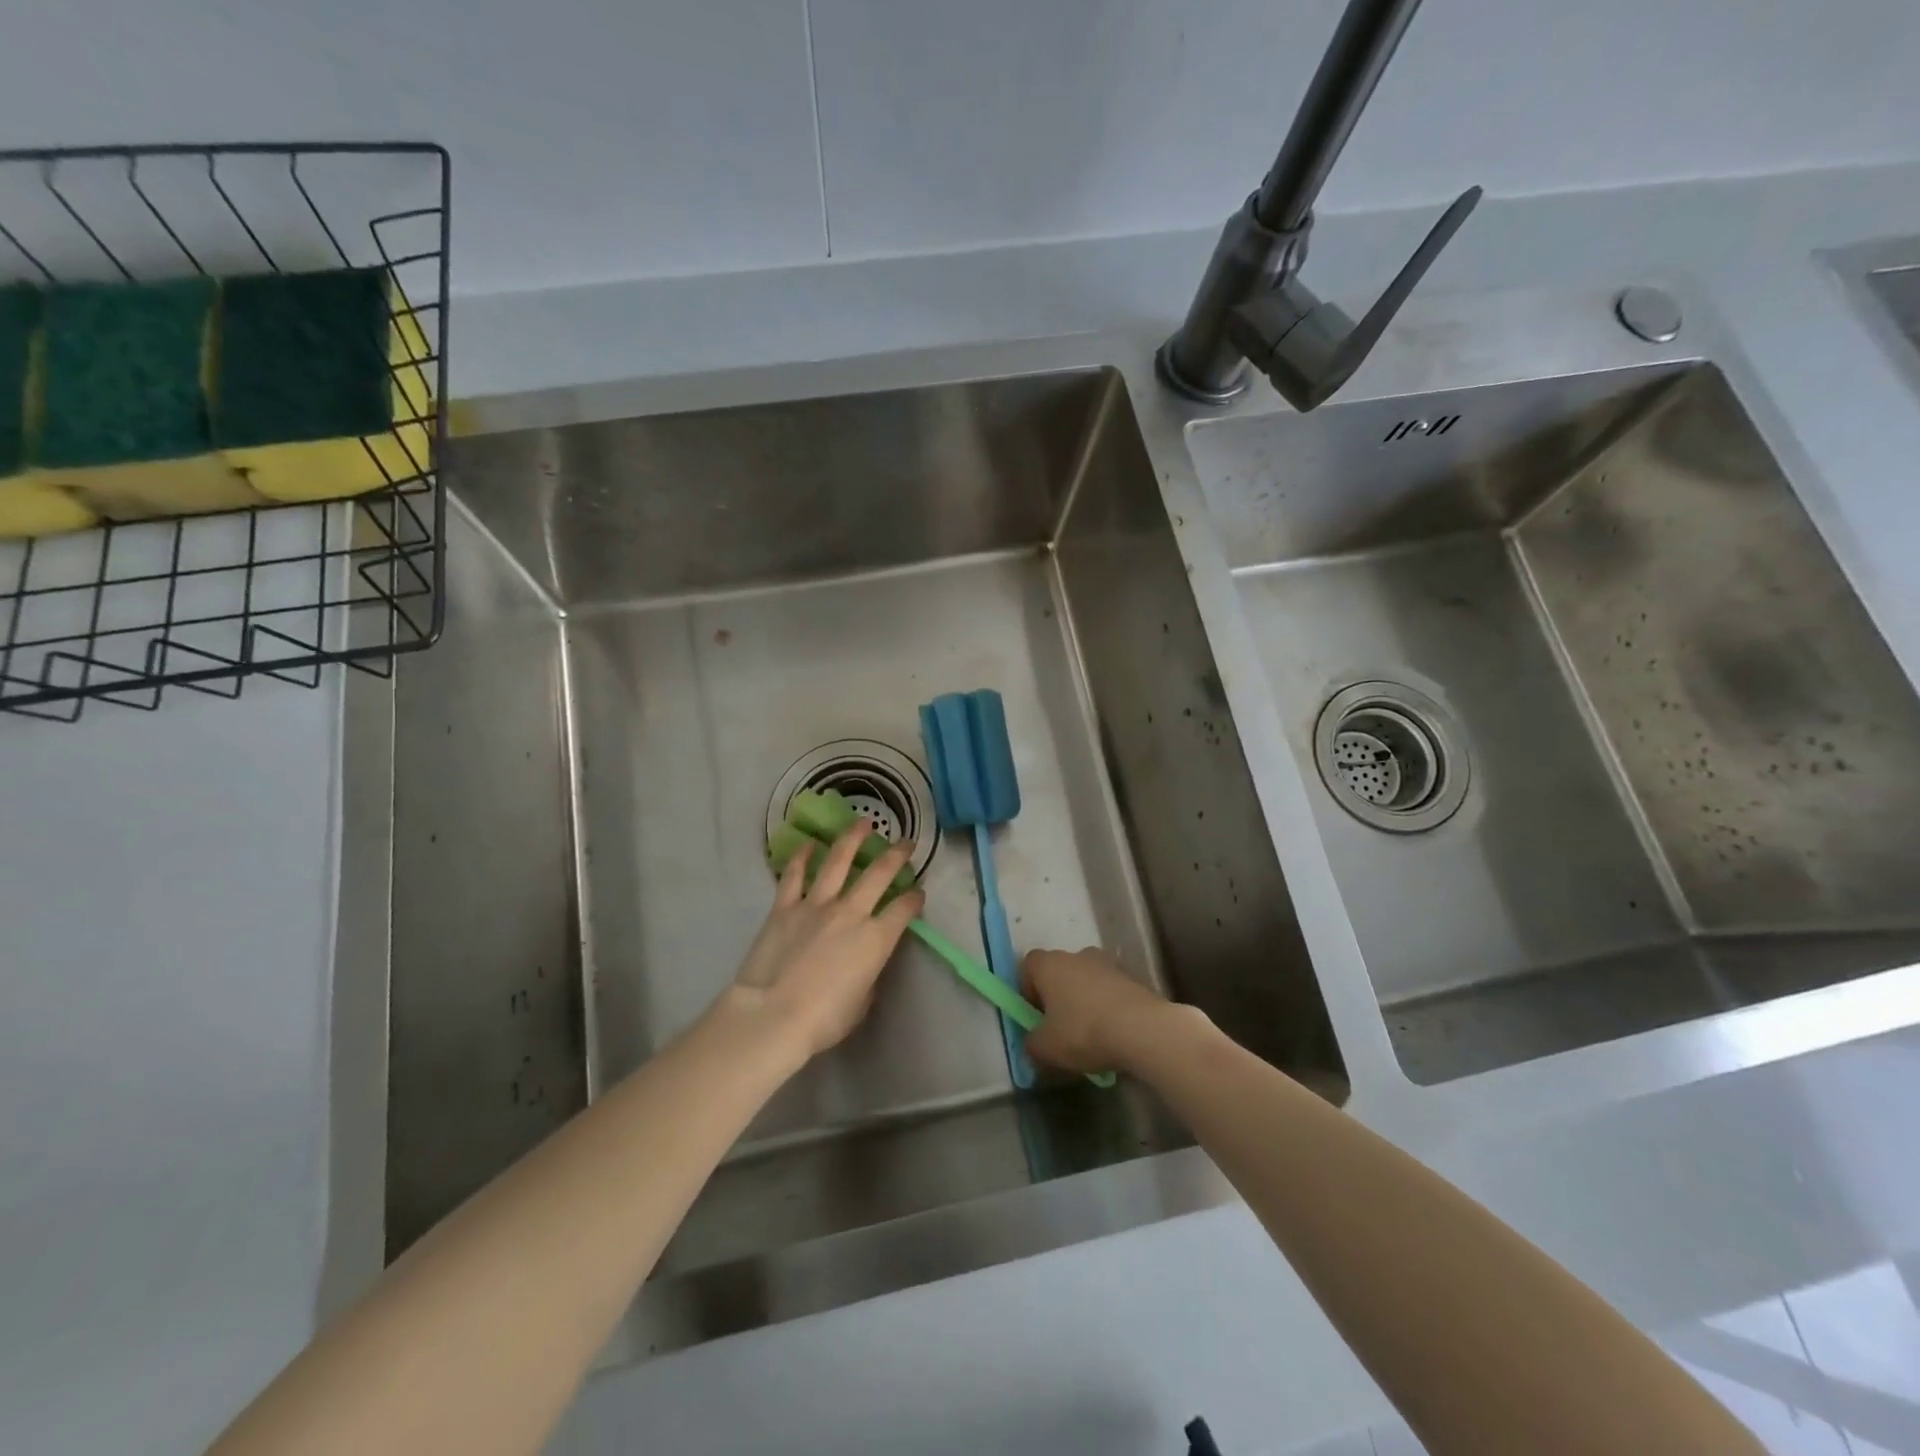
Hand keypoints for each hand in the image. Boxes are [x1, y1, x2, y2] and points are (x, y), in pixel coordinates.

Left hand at [728, 822, 925, 1060]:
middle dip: (897, 855)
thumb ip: (868, 976)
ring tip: (863, 822)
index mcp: (876, 939)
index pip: (904, 909)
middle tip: (906, 843)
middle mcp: (851, 912)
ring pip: (839, 860)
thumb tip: (864, 965)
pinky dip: (802, 856)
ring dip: (853, 838)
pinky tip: (809, 843)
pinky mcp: (785, 906)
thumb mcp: (861, 1004)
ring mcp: (817, 904)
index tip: (918, 893)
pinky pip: (796, 874)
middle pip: (879, 873)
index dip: (914, 899)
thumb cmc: (823, 1019)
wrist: (773, 1015)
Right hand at [1021, 947, 1185, 1074]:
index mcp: (1050, 964)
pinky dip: (1108, 1005)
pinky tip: (1114, 1032)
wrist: (1143, 1030)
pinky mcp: (1132, 976)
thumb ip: (1031, 1044)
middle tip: (1061, 1028)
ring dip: (1085, 999)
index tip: (1034, 1015)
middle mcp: (1076, 955)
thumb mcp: (1046, 1049)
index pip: (1028, 965)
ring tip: (1091, 1033)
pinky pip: (1110, 989)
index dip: (1027, 989)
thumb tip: (1033, 1041)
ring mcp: (1108, 963)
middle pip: (1059, 971)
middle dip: (1057, 996)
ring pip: (1086, 979)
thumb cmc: (1084, 1032)